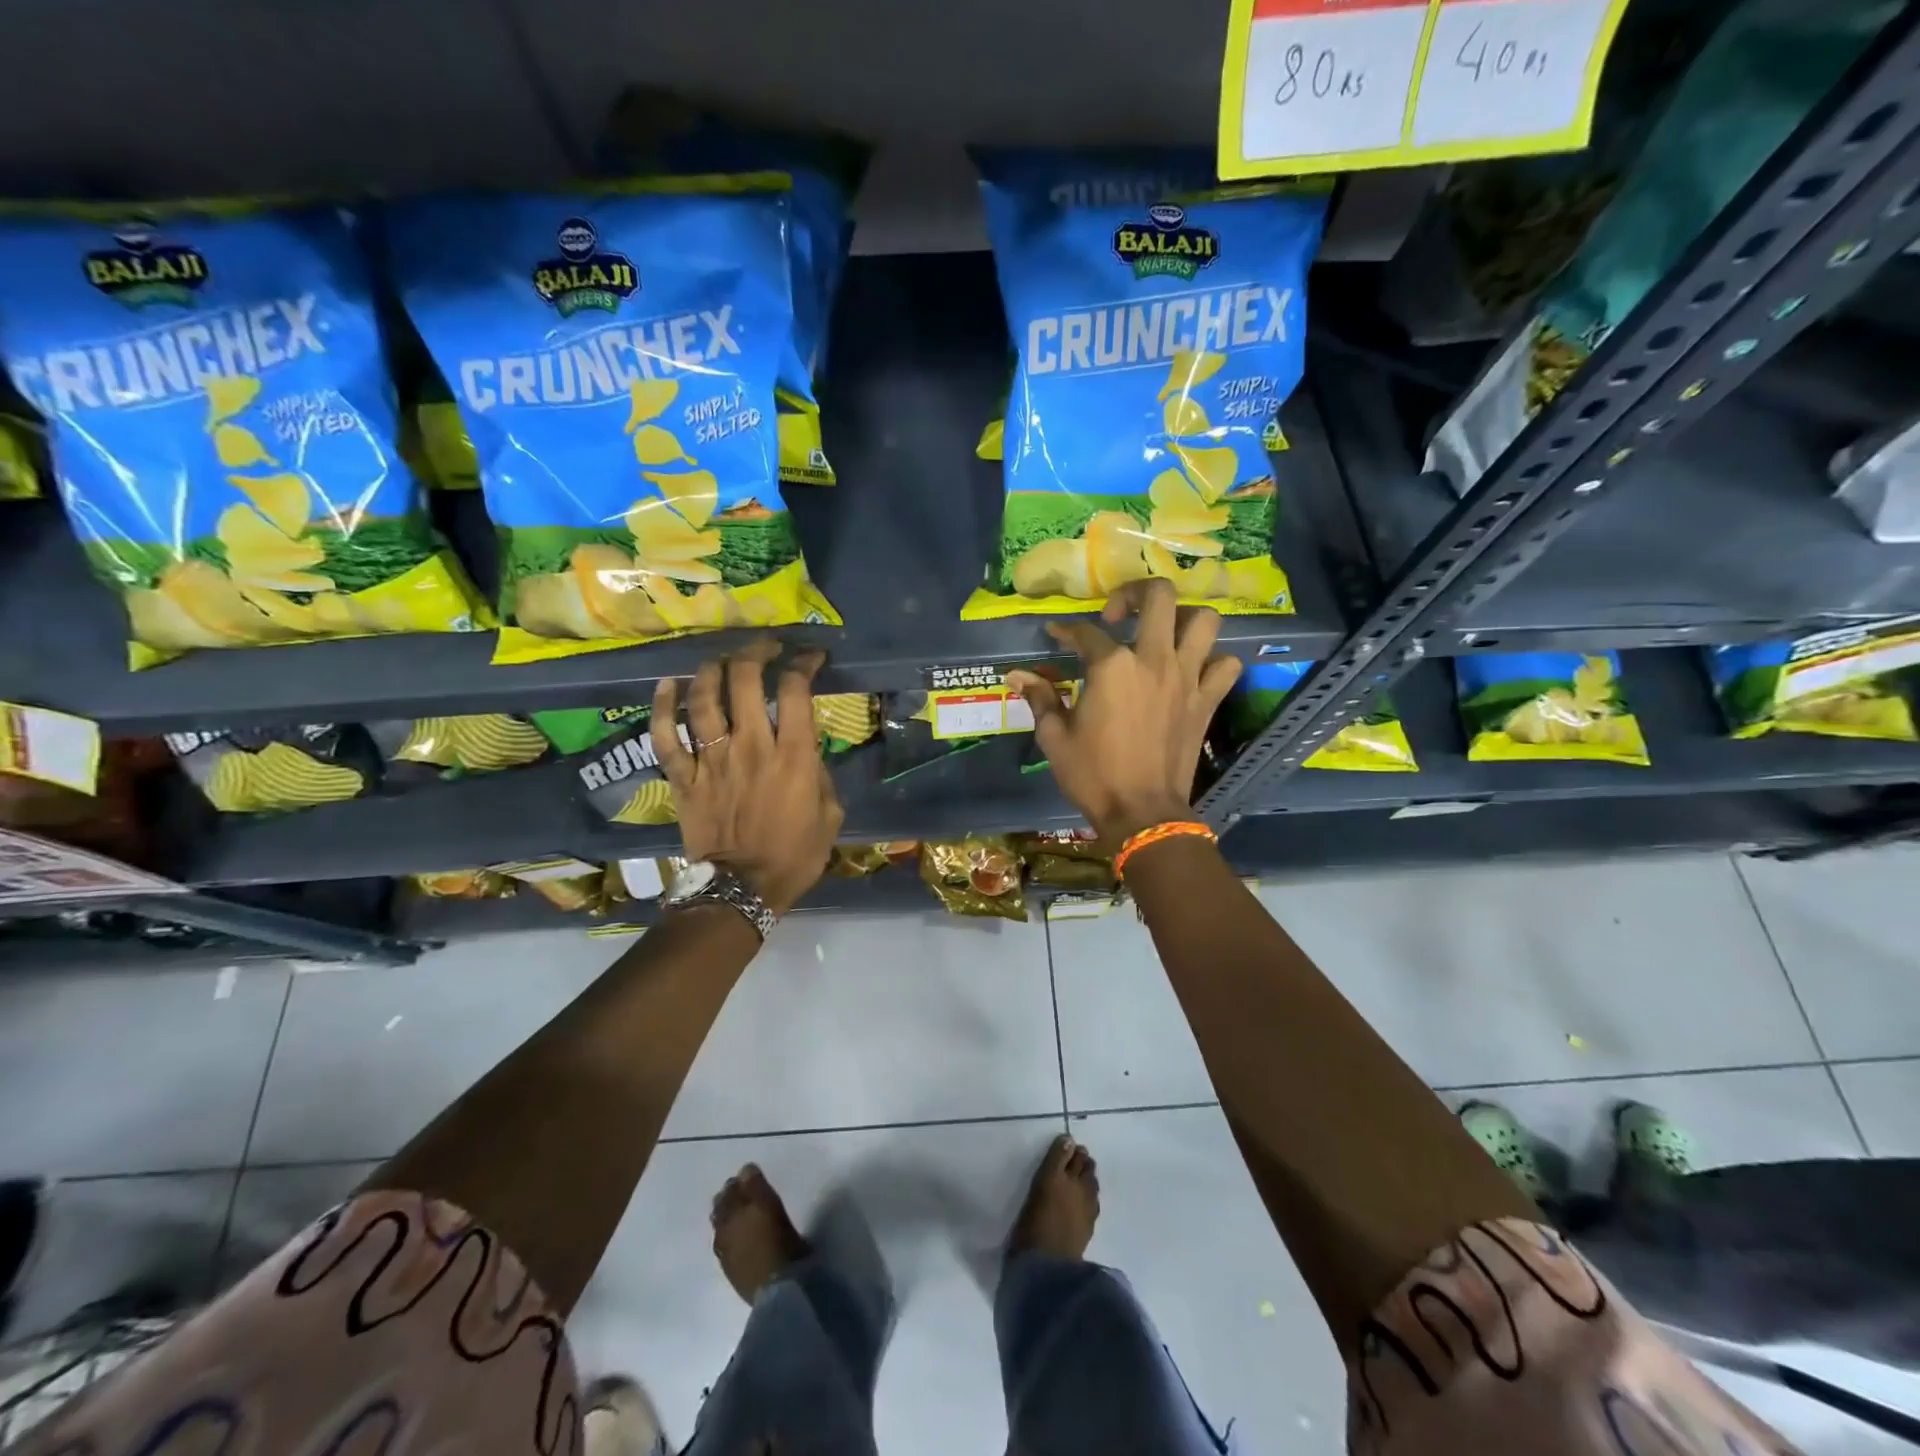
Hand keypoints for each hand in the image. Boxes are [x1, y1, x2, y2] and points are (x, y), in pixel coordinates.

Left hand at [653, 640, 844, 915]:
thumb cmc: (795, 855)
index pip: (795, 690)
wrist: (742, 891)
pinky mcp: (684, 778)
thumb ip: (821, 775)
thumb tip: (807, 752)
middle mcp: (751, 747)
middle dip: (755, 652)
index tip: (809, 657)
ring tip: (720, 659)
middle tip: (763, 646)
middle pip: (745, 681)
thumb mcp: (830, 815)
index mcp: (793, 756)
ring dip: (711, 670)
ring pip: (704, 700)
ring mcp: (712, 760)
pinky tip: (667, 686)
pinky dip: (663, 708)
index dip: (803, 663)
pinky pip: (666, 737)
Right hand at [1006, 580, 1241, 841]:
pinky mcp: (1207, 700)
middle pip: (1159, 596)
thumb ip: (1040, 698)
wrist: (1142, 813)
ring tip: (1163, 632)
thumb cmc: (1092, 775)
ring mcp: (1187, 678)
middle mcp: (1153, 660)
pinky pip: (1226, 665)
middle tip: (1118, 615)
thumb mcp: (1054, 737)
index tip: (1057, 634)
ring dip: (1183, 617)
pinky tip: (1194, 669)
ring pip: (1203, 620)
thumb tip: (1016, 675)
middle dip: (1135, 593)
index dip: (1066, 629)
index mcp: (1111, 667)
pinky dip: (1214, 660)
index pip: (1085, 631)